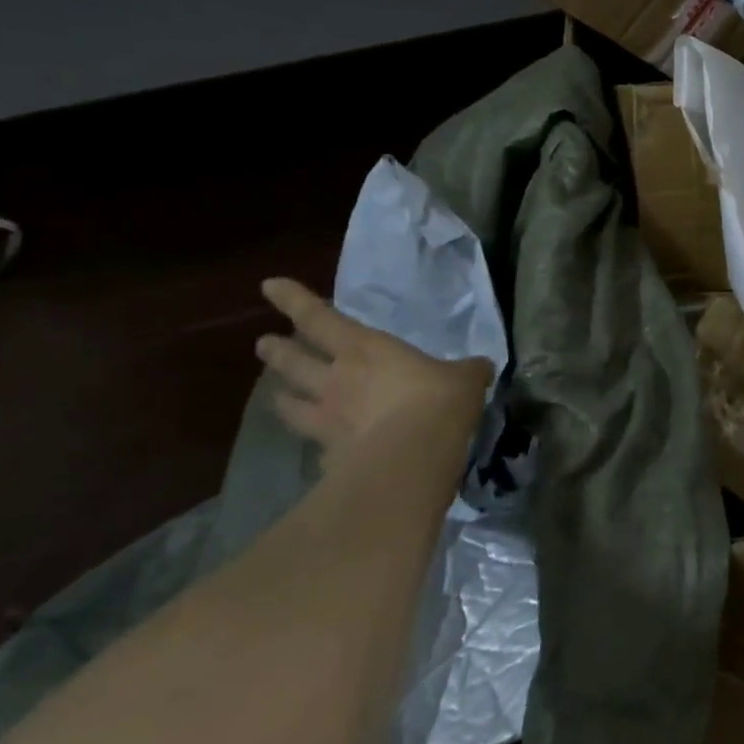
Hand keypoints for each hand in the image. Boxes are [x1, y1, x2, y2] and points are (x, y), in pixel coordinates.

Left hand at [254, 279, 490, 476]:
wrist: (412, 458)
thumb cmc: (438, 400)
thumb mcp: (465, 378)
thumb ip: (467, 371)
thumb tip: (480, 368)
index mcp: (365, 350)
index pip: (319, 318)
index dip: (294, 300)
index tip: (269, 285)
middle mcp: (336, 380)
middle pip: (293, 361)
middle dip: (277, 350)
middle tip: (263, 343)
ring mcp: (327, 420)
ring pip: (291, 404)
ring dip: (282, 398)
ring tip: (276, 396)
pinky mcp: (329, 457)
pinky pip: (316, 446)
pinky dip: (316, 445)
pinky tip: (321, 450)